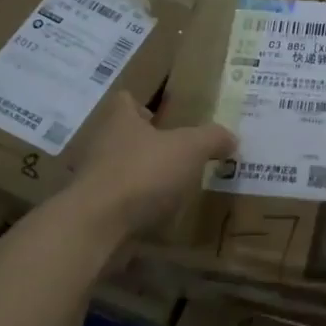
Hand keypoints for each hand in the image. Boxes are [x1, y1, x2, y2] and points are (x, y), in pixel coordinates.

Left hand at [71, 93, 234, 234]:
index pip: (126, 100)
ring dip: (144, 177)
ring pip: (122, 170)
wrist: (97, 225)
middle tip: (181, 153)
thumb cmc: (143, 172)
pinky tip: (161, 216)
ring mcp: (94, 179)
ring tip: (175, 187)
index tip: (166, 117)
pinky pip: (120, 203)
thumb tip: (231, 137)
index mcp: (120, 120)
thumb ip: (212, 138)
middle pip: (125, 136)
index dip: (144, 105)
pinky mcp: (94, 211)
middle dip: (149, 144)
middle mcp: (102, 144)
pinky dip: (137, 207)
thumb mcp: (190, 148)